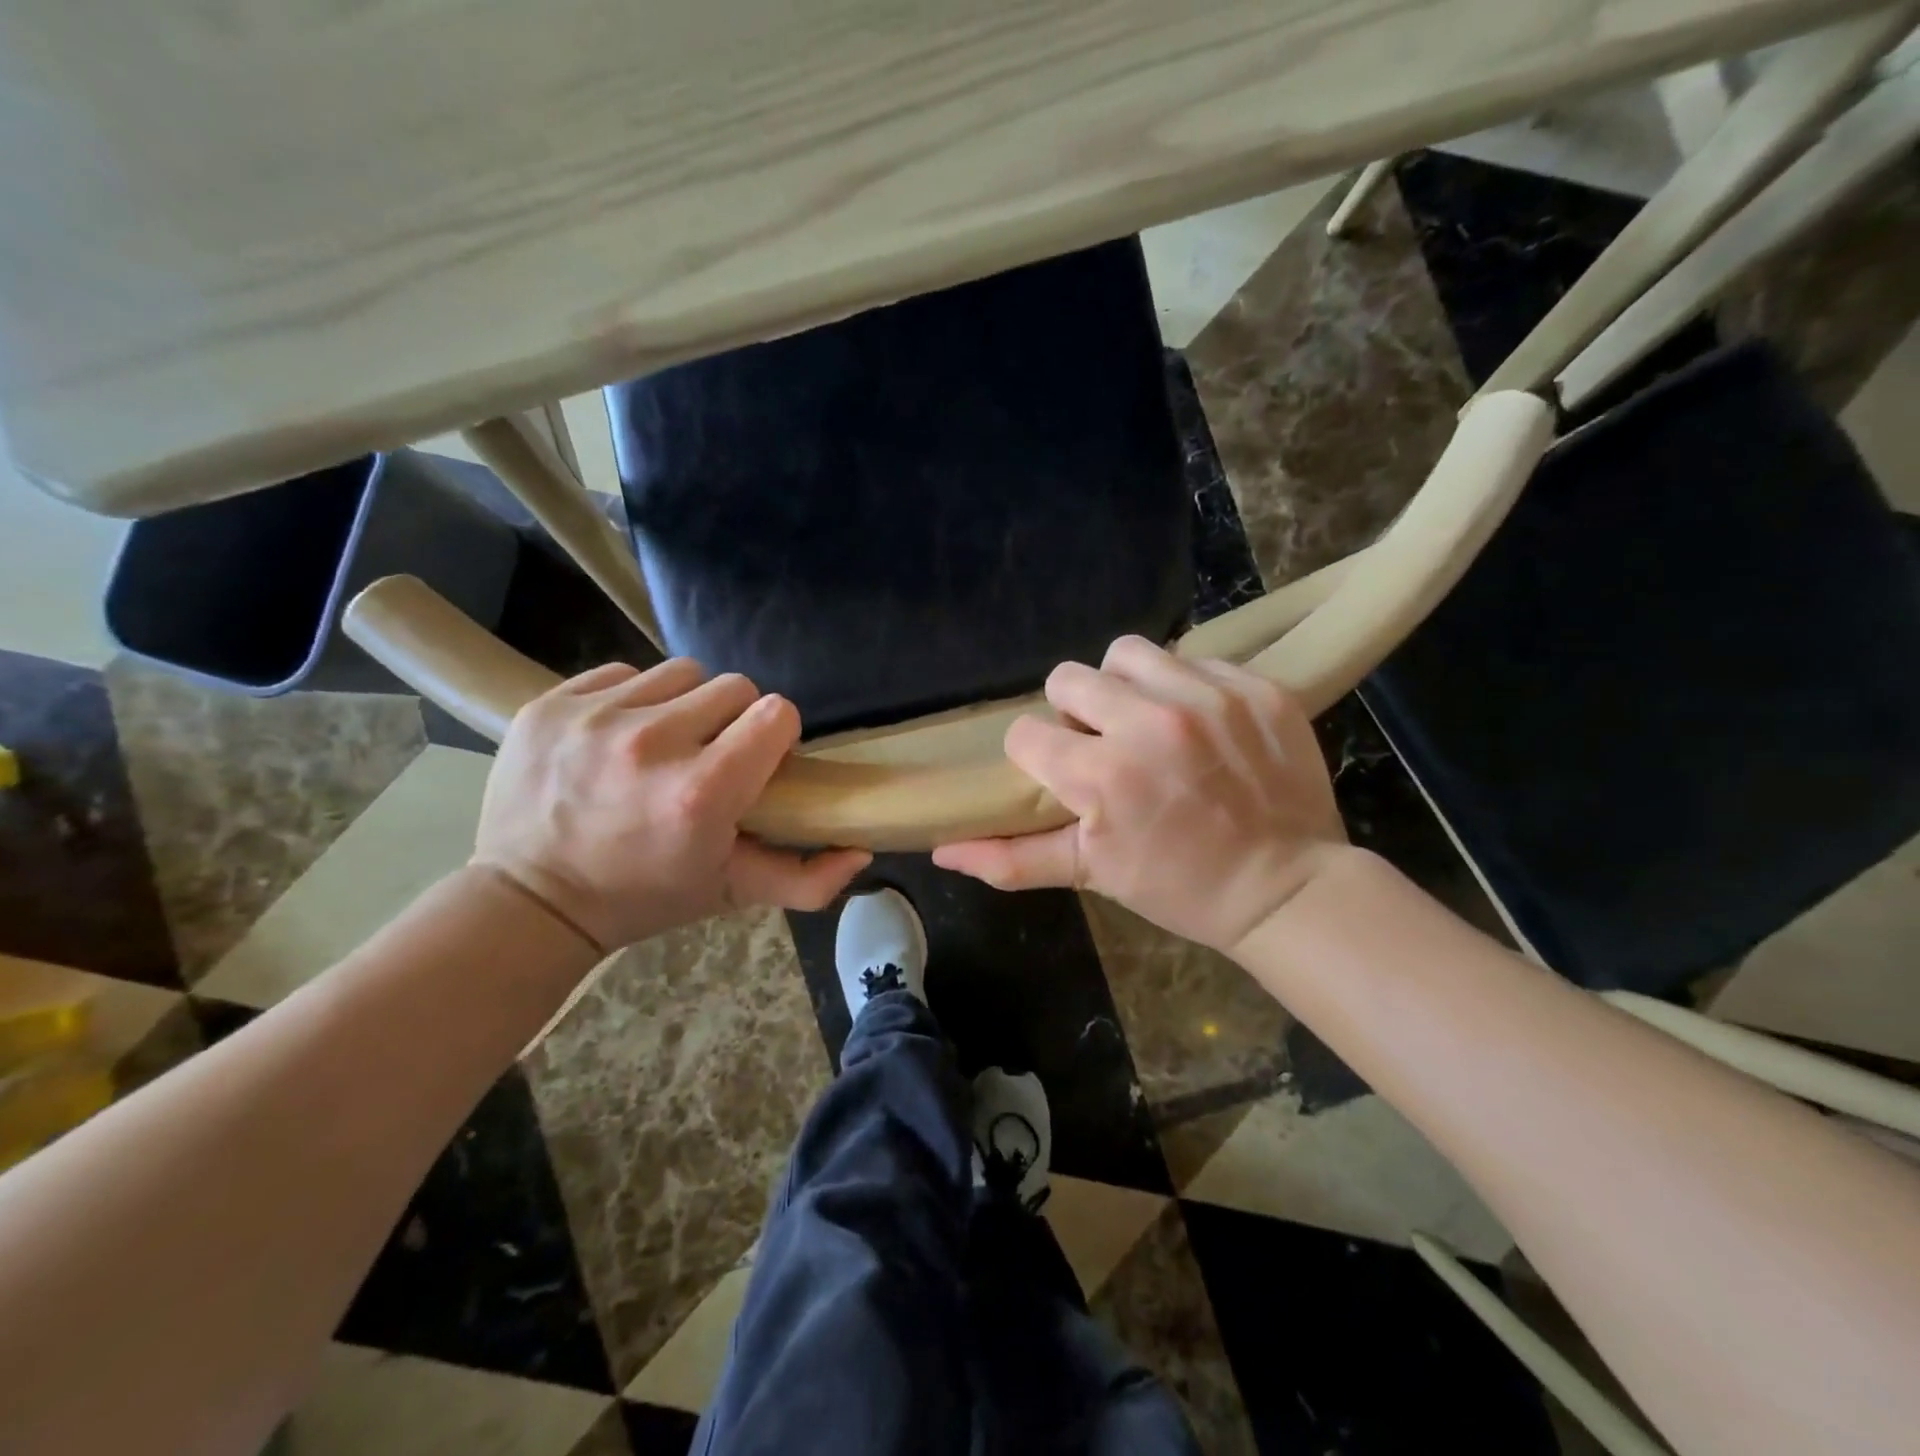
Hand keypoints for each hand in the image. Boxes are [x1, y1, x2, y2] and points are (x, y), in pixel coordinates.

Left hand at [473, 660, 869, 950]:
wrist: (528, 901)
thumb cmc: (643, 897)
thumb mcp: (731, 894)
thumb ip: (807, 880)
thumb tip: (863, 850)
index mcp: (702, 793)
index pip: (776, 713)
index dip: (776, 736)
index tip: (758, 762)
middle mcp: (651, 744)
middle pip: (734, 686)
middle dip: (734, 720)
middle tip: (712, 757)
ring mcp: (595, 718)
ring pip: (681, 673)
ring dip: (686, 705)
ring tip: (666, 744)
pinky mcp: (551, 703)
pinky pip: (623, 673)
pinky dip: (634, 699)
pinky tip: (621, 736)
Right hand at [933, 636, 1348, 952]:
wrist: (1289, 887)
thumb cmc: (1181, 887)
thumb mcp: (1094, 875)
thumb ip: (1013, 859)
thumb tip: (941, 851)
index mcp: (1103, 774)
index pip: (1025, 734)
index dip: (1035, 755)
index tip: (1061, 774)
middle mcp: (1151, 722)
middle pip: (1068, 678)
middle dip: (1072, 712)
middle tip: (1101, 743)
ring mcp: (1209, 697)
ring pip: (1128, 653)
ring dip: (1124, 684)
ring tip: (1145, 719)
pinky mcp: (1256, 687)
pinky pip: (1194, 659)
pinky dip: (1185, 687)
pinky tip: (1200, 724)